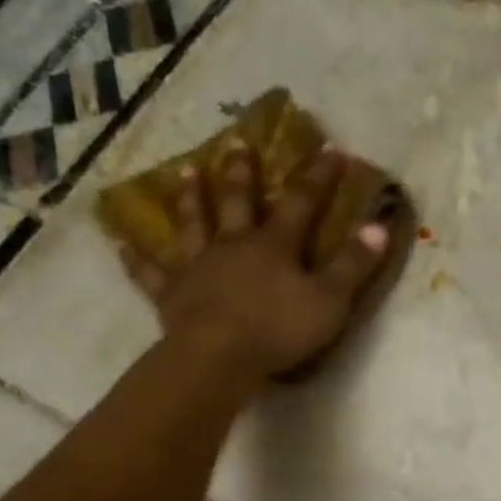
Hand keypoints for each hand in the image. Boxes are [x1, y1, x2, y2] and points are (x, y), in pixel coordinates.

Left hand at [121, 141, 390, 379]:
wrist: (220, 357)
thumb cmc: (279, 330)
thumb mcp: (330, 301)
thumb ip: (354, 265)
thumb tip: (380, 225)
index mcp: (275, 245)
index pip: (301, 202)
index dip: (318, 177)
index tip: (330, 149)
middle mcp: (234, 245)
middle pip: (239, 201)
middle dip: (243, 173)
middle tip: (238, 144)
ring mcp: (199, 267)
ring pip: (194, 224)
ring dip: (192, 199)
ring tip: (187, 172)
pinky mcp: (172, 295)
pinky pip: (151, 273)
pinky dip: (136, 260)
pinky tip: (120, 244)